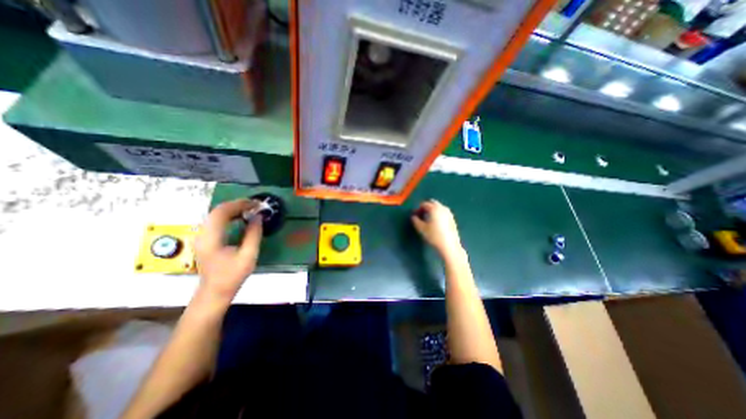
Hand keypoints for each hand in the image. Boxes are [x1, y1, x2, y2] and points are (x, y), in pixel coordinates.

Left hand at [194, 198, 262, 301]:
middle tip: (255, 205)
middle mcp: (202, 234)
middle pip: (217, 211)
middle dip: (237, 204)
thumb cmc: (232, 275)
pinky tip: (240, 217)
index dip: (239, 204)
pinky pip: (216, 220)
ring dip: (233, 209)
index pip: (221, 212)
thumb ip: (254, 234)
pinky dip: (229, 215)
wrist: (214, 292)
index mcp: (211, 239)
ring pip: (215, 214)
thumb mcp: (248, 255)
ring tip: (250, 209)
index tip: (256, 204)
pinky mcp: (205, 239)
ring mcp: (201, 236)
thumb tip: (258, 217)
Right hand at [411, 200, 463, 257]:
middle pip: (433, 203)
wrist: (449, 245)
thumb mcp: (422, 229)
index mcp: (434, 208)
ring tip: (428, 219)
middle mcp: (442, 208)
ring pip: (439, 207)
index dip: (418, 209)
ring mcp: (449, 213)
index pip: (424, 204)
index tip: (415, 215)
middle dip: (426, 207)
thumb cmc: (434, 236)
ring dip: (433, 210)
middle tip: (421, 215)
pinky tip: (436, 222)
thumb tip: (413, 217)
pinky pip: (443, 212)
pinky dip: (438, 214)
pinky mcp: (452, 218)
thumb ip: (416, 221)